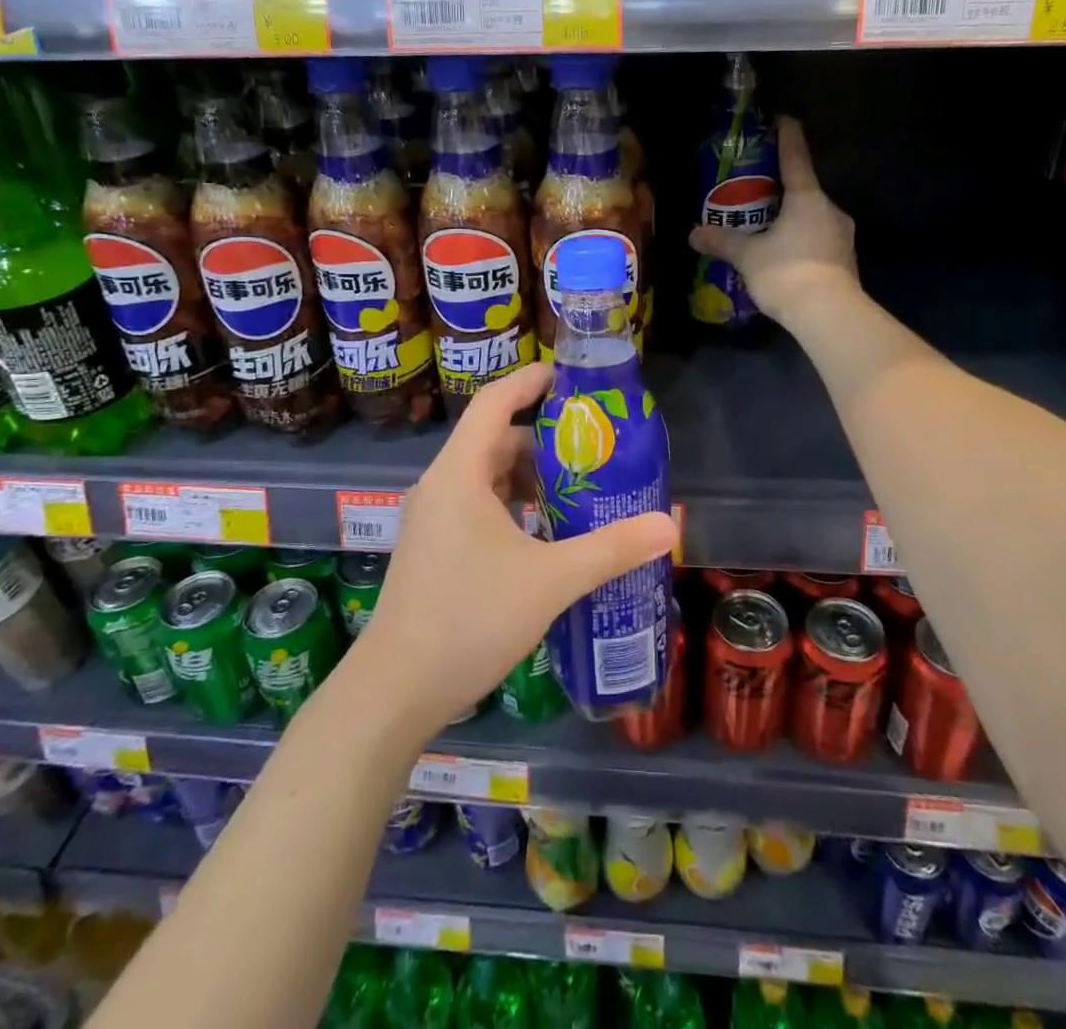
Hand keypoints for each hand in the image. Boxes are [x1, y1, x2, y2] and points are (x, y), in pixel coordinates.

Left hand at [355, 363, 678, 737]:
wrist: (396, 689)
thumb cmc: (469, 618)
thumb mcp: (549, 580)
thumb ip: (611, 549)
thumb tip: (669, 526)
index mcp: (459, 474)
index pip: (494, 402)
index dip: (530, 381)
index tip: (569, 377)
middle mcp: (441, 486)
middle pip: (494, 440)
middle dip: (543, 439)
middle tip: (592, 448)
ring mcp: (432, 519)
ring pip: (485, 477)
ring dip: (529, 478)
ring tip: (578, 490)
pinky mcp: (433, 548)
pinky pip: (477, 506)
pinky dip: (512, 506)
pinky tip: (545, 534)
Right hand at [689, 116, 859, 332]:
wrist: (829, 315)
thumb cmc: (787, 272)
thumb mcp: (748, 256)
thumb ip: (722, 241)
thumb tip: (693, 234)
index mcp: (807, 198)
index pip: (796, 157)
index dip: (787, 136)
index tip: (783, 119)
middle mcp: (830, 210)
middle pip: (805, 190)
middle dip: (782, 190)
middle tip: (757, 192)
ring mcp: (842, 236)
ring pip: (812, 218)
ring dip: (792, 219)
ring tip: (767, 229)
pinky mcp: (845, 260)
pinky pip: (818, 241)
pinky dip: (801, 242)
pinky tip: (784, 256)